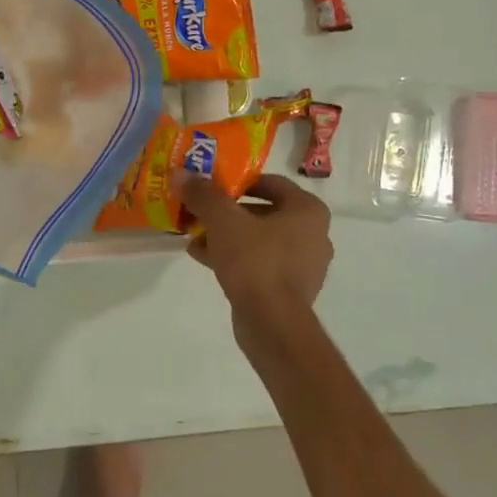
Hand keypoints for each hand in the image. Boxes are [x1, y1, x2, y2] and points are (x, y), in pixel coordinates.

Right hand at [179, 173, 333, 322]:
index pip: (271, 182)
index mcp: (308, 210)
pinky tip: (204, 258)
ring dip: (228, 236)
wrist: (272, 322)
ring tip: (195, 236)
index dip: (238, 182)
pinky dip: (236, 257)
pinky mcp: (290, 288)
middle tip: (200, 211)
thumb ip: (203, 194)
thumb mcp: (223, 220)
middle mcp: (314, 234)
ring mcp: (304, 264)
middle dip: (228, 212)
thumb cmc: (255, 261)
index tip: (212, 186)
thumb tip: (182, 173)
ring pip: (259, 239)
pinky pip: (260, 263)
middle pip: (263, 212)